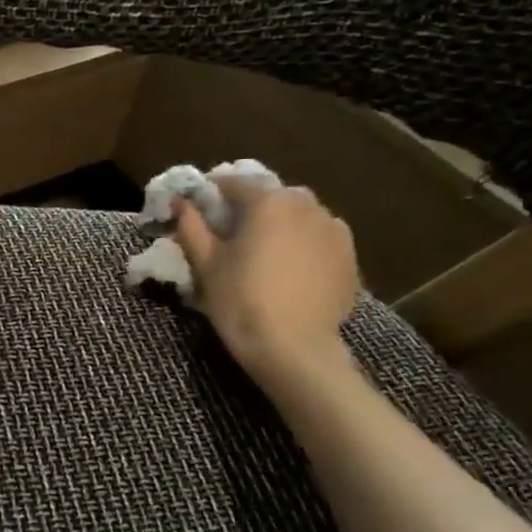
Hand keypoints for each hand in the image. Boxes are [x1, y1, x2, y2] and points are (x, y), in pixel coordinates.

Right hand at [174, 181, 358, 380]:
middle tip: (232, 236)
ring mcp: (333, 229)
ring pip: (299, 215)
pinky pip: (319, 238)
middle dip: (251, 209)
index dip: (213, 194)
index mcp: (268, 202)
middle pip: (271, 197)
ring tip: (264, 254)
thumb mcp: (206, 264)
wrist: (294, 348)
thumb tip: (182, 203)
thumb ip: (192, 226)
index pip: (234, 183)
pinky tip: (290, 270)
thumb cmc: (240, 301)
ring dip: (280, 225)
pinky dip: (302, 244)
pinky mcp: (349, 255)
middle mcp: (306, 205)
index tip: (200, 210)